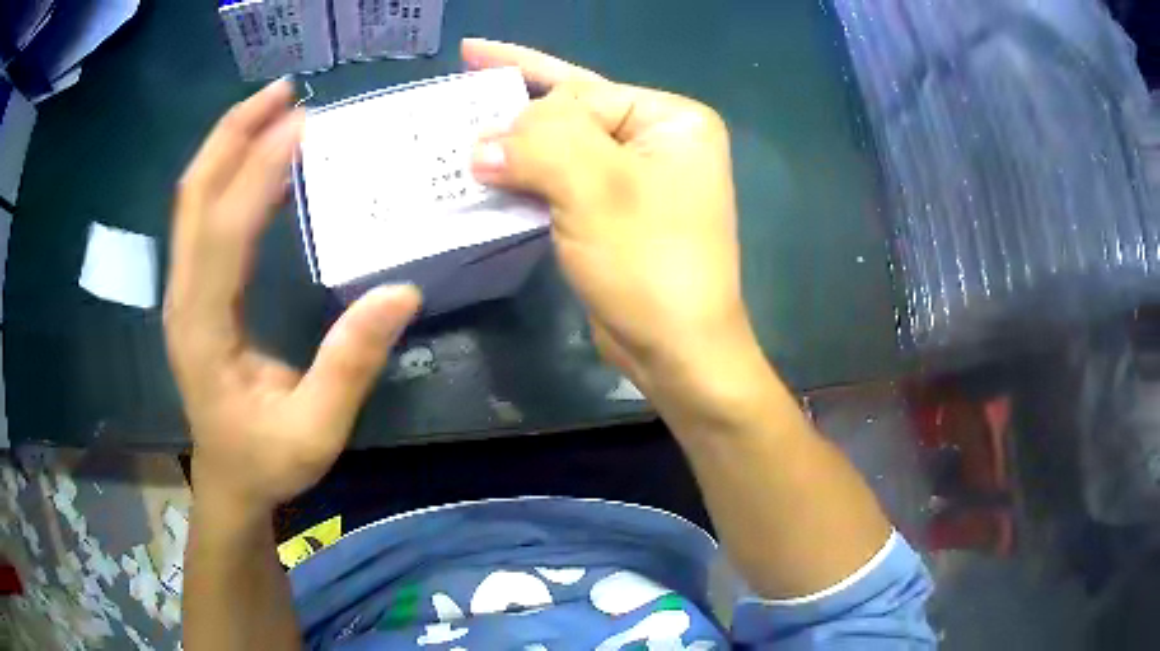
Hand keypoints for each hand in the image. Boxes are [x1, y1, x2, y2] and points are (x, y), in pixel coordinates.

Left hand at [165, 80, 420, 511]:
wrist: (228, 481)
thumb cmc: (267, 461)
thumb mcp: (316, 430)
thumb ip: (350, 364)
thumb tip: (400, 291)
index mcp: (204, 330)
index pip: (224, 231)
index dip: (259, 170)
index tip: (303, 124)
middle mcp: (183, 298)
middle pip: (193, 195)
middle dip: (233, 134)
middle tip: (283, 93)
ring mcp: (183, 291)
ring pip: (193, 199)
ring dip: (229, 145)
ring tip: (275, 110)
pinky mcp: (193, 291)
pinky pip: (204, 217)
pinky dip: (230, 176)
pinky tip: (263, 163)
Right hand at [464, 40, 759, 401]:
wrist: (675, 350)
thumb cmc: (648, 261)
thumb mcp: (595, 187)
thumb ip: (537, 145)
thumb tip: (482, 145)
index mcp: (671, 119)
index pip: (584, 93)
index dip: (527, 107)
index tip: (473, 118)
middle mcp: (658, 141)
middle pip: (572, 115)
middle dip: (515, 118)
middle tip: (459, 103)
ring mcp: (635, 179)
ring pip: (561, 149)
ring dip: (514, 147)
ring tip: (463, 126)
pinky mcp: (612, 215)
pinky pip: (560, 184)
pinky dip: (524, 181)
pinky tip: (490, 175)